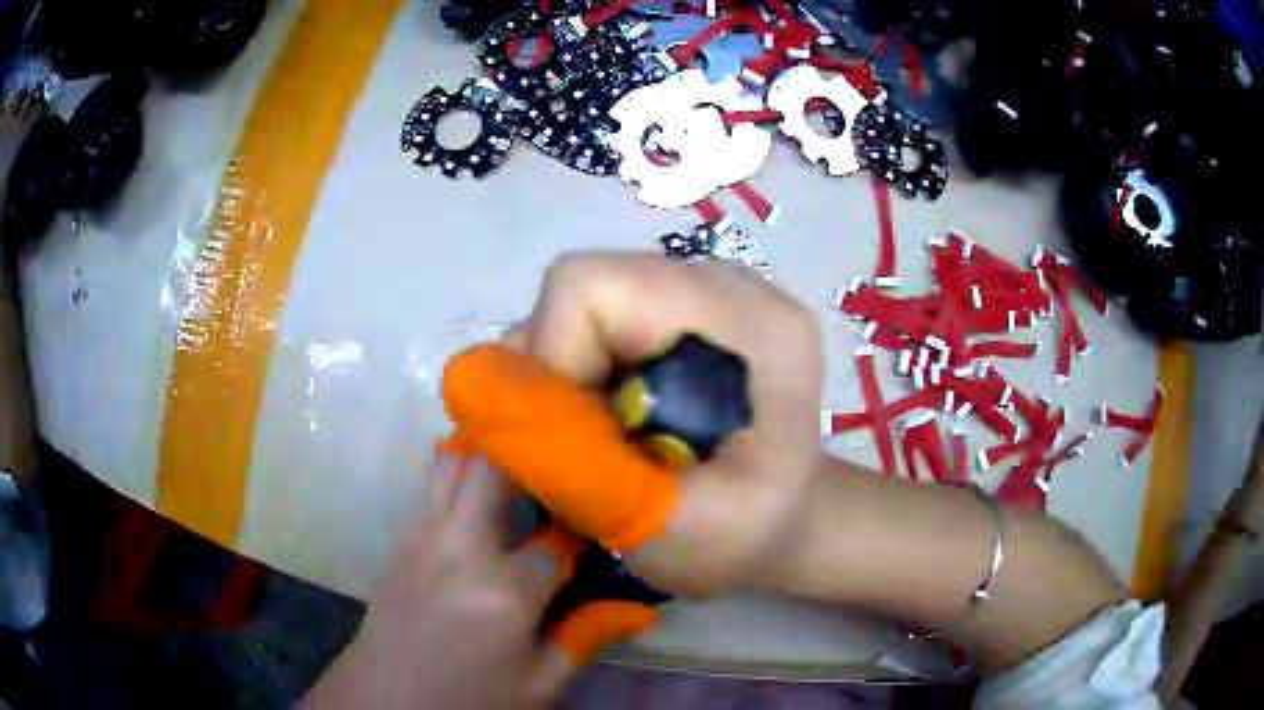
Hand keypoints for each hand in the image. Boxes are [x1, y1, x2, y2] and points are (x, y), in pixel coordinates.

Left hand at [305, 454, 580, 709]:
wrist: (387, 698)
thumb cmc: (470, 699)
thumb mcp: (539, 685)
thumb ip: (586, 638)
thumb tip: (642, 609)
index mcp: (505, 592)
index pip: (560, 540)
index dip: (586, 529)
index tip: (602, 519)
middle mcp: (461, 548)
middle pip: (493, 468)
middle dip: (530, 453)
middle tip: (562, 456)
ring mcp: (424, 537)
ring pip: (452, 461)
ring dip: (487, 450)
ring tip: (521, 454)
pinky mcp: (403, 539)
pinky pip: (433, 486)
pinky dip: (460, 471)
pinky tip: (482, 491)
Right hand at [444, 253, 822, 595]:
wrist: (781, 522)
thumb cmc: (743, 541)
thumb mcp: (671, 535)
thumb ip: (580, 472)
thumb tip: (479, 397)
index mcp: (751, 326)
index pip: (594, 288)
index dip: (550, 357)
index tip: (563, 435)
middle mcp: (729, 284)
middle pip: (584, 286)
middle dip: (555, 369)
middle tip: (577, 443)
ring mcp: (705, 288)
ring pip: (584, 300)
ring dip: (567, 372)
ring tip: (603, 437)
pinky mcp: (685, 304)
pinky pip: (601, 316)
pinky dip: (582, 368)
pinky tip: (614, 417)